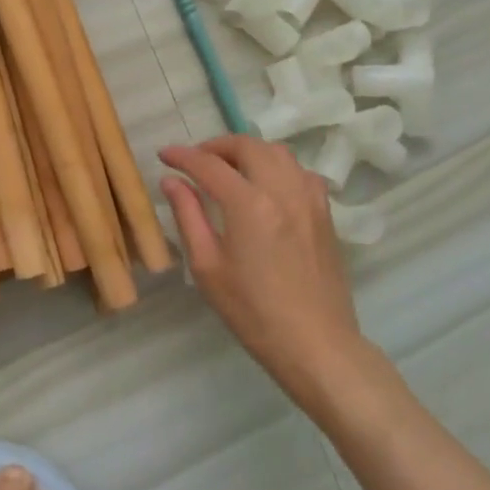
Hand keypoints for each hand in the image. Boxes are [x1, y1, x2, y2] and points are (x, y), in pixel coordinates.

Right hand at [158, 135, 370, 421]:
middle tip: (195, 161)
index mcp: (248, 204)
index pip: (208, 165)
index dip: (182, 156)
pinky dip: (277, 167)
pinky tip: (266, 187)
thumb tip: (172, 181)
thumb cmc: (252, 311)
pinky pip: (300, 172)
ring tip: (229, 169)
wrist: (316, 344)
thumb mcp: (207, 267)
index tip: (164, 156)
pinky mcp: (325, 213)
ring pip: (278, 152)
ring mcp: (309, 199)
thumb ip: (188, 216)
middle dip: (216, 146)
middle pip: (247, 146)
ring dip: (248, 152)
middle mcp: (282, 190)